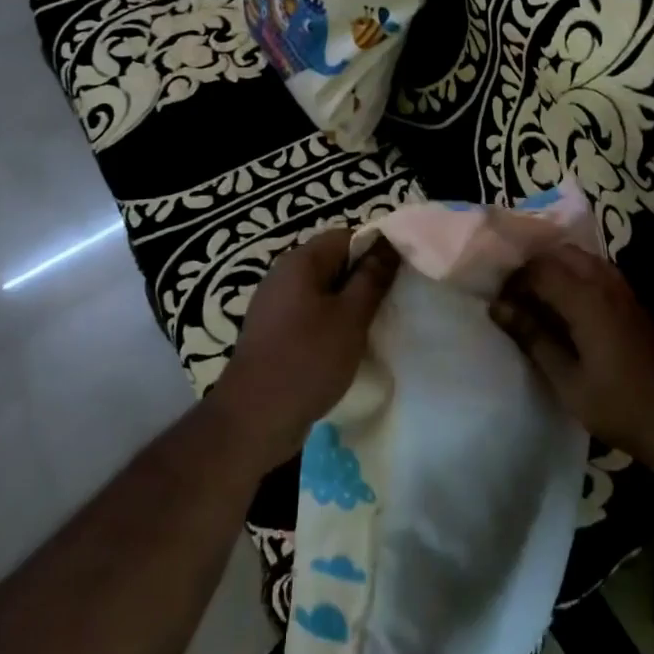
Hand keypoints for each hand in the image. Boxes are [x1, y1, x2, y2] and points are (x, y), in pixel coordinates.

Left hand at [209, 229, 398, 471]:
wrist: (254, 418)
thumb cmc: (308, 360)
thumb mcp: (351, 317)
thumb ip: (372, 278)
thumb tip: (389, 244)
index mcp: (300, 261)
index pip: (346, 236)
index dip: (375, 249)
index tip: (399, 274)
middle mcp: (283, 275)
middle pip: (333, 262)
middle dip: (364, 278)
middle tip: (392, 301)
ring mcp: (274, 305)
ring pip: (322, 290)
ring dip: (348, 304)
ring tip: (374, 325)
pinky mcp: (273, 332)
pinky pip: (309, 314)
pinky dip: (330, 323)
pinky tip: (346, 345)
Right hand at [489, 245, 653, 461]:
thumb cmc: (617, 405)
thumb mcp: (566, 379)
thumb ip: (533, 338)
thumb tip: (498, 308)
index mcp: (587, 300)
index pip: (540, 270)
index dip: (514, 282)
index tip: (499, 304)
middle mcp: (606, 284)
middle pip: (562, 254)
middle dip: (535, 267)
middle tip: (517, 297)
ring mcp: (625, 291)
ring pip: (583, 259)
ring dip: (558, 269)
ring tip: (539, 299)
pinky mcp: (635, 302)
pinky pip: (600, 272)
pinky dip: (577, 276)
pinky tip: (569, 307)